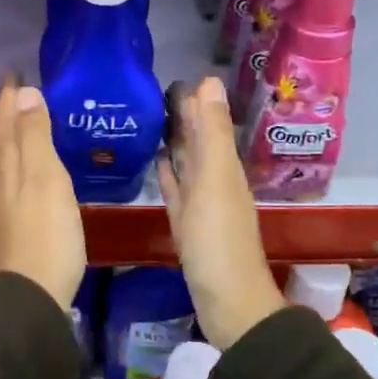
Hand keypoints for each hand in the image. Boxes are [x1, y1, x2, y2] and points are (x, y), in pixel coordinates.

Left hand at [0, 75, 85, 310]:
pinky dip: (16, 160)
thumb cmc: (46, 232)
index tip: (12, 73)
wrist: (32, 293)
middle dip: (6, 113)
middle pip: (1, 139)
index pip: (6, 122)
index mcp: (11, 165)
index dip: (9, 98)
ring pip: (4, 158)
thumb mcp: (45, 178)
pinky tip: (25, 169)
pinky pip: (12, 177)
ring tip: (18, 120)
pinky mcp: (17, 223)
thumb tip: (24, 93)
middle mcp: (3, 180)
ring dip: (9, 135)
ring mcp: (7, 204)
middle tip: (14, 90)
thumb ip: (35, 137)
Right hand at [157, 77, 284, 349]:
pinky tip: (157, 161)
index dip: (194, 100)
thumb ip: (211, 132)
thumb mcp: (214, 179)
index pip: (208, 122)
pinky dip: (169, 172)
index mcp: (223, 166)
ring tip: (150, 119)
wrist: (227, 301)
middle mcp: (215, 179)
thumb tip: (210, 80)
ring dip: (173, 141)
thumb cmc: (217, 238)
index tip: (171, 77)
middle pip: (197, 140)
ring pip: (187, 162)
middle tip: (153, 93)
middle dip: (182, 116)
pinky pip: (177, 188)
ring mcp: (201, 202)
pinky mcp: (187, 223)